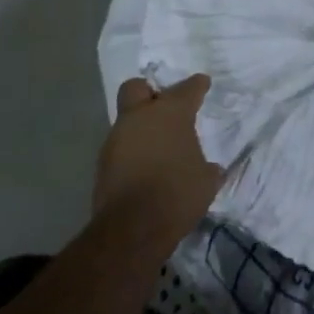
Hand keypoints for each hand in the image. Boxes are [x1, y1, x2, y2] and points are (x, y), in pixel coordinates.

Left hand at [95, 74, 223, 239]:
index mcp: (171, 113)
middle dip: (150, 93)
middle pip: (138, 88)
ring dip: (140, 127)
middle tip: (163, 106)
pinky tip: (144, 168)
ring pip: (127, 119)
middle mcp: (141, 117)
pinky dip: (131, 151)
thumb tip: (210, 169)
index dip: (197, 85)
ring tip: (157, 146)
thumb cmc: (177, 195)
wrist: (132, 229)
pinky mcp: (103, 163)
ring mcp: (117, 138)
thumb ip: (207, 168)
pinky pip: (120, 146)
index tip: (202, 84)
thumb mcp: (206, 182)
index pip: (188, 88)